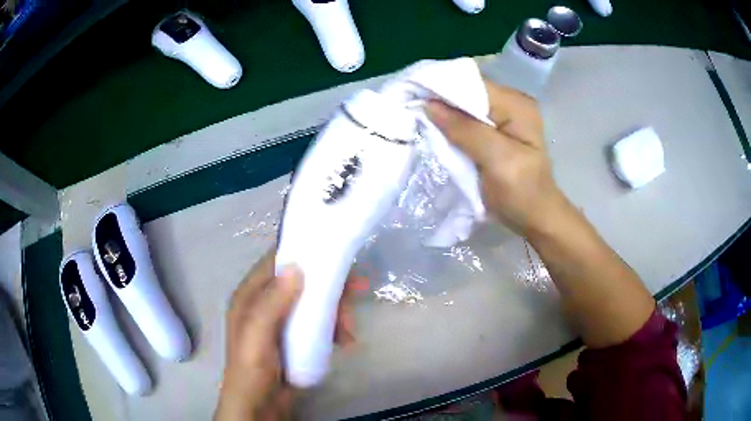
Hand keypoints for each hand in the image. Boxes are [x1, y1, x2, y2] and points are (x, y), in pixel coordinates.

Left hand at [214, 250, 362, 420]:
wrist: (260, 405)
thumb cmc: (252, 369)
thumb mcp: (257, 336)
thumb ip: (271, 303)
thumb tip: (296, 267)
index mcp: (251, 295)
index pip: (277, 262)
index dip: (305, 254)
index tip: (335, 257)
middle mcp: (267, 302)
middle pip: (303, 281)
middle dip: (330, 288)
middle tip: (356, 295)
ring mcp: (284, 320)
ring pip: (314, 301)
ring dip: (336, 310)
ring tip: (349, 330)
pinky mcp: (297, 337)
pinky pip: (319, 322)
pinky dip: (335, 327)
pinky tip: (345, 340)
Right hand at [425, 81, 566, 236]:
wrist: (535, 218)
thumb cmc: (522, 192)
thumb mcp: (497, 159)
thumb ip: (465, 130)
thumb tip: (429, 105)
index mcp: (516, 105)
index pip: (472, 84)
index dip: (442, 87)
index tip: (411, 94)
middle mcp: (509, 104)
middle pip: (467, 94)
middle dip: (440, 100)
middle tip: (409, 107)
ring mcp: (502, 119)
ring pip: (465, 109)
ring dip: (443, 115)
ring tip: (416, 118)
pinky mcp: (494, 134)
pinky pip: (467, 123)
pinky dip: (451, 127)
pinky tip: (434, 131)